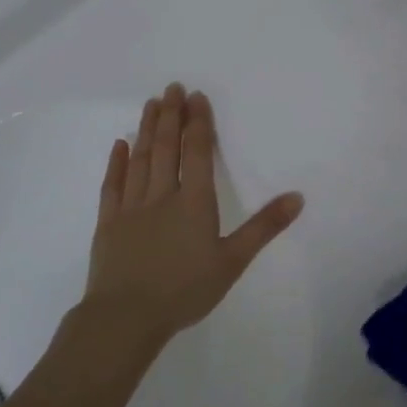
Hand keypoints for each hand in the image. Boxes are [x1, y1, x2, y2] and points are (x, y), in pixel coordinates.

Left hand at [56, 83, 303, 358]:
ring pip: (141, 159)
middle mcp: (162, 196)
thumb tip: (298, 197)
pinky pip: (113, 185)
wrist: (125, 318)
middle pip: (167, 148)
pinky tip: (121, 144)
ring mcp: (131, 207)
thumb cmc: (185, 290)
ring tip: (152, 104)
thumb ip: (264, 227)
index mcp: (194, 202)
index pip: (196, 153)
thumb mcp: (233, 261)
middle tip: (172, 87)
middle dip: (171, 116)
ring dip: (147, 130)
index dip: (198, 123)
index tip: (196, 97)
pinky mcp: (108, 223)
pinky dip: (118, 162)